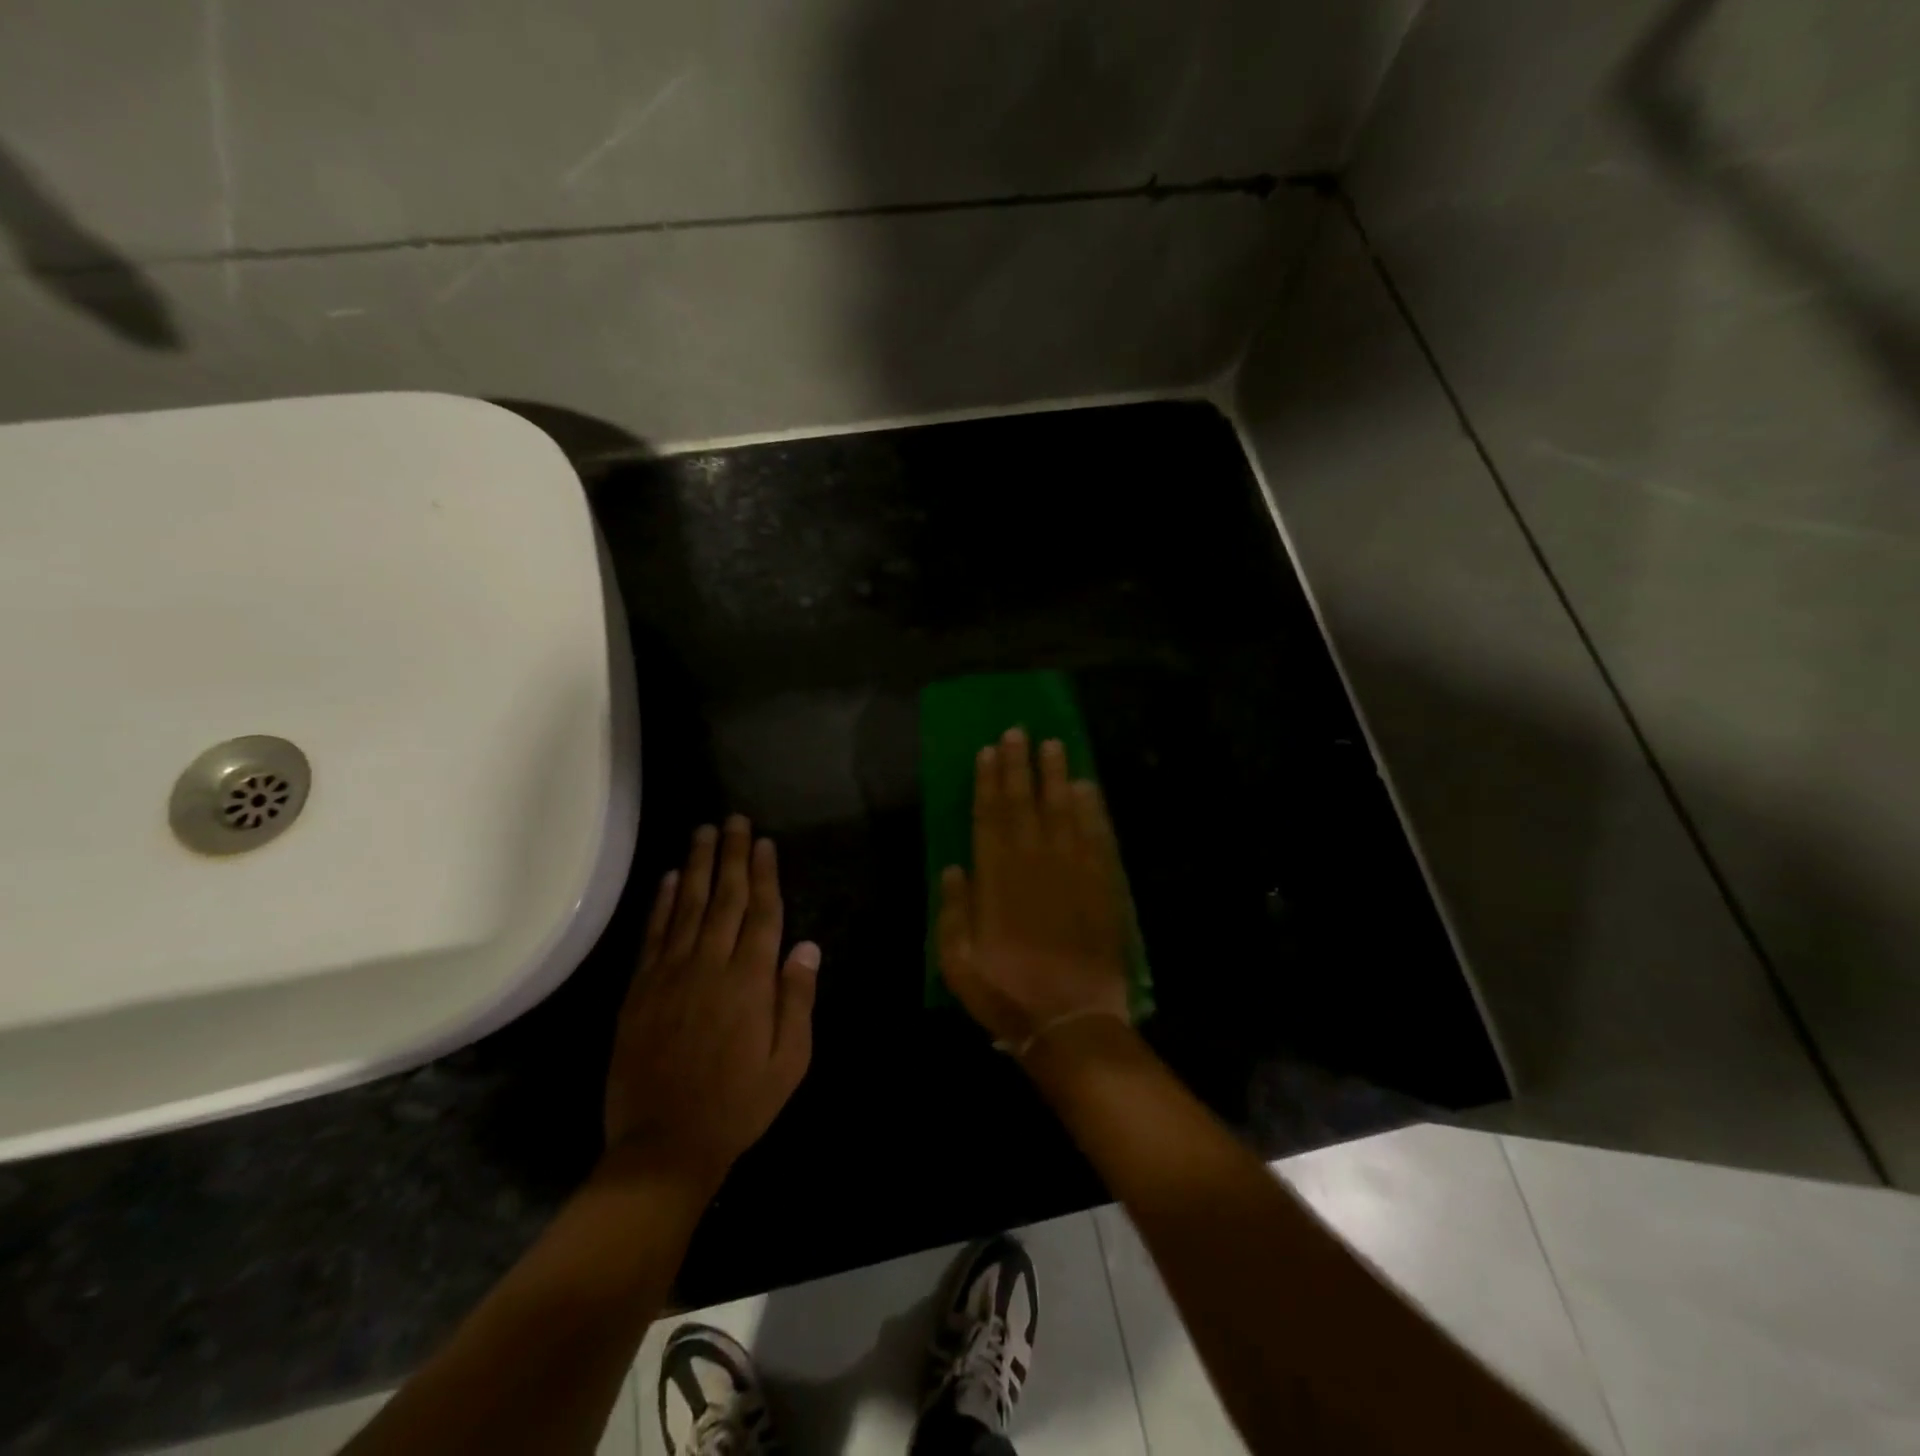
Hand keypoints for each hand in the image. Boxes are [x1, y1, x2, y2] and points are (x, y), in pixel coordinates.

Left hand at [603, 817, 820, 1191]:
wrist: (665, 1144)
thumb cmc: (740, 1104)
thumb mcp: (790, 1060)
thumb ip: (797, 999)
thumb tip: (807, 946)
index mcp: (751, 981)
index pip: (762, 913)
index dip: (764, 874)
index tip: (763, 843)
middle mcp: (711, 966)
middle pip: (726, 898)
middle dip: (731, 856)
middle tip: (733, 820)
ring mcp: (671, 975)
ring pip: (688, 907)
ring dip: (697, 866)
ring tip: (703, 832)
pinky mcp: (640, 990)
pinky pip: (654, 935)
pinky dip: (662, 903)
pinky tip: (669, 878)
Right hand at [937, 728, 1131, 1050]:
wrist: (1072, 1021)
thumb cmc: (1008, 994)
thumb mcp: (958, 964)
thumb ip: (954, 912)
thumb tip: (954, 867)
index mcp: (997, 881)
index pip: (990, 817)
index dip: (988, 781)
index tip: (989, 751)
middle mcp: (1034, 865)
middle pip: (1025, 804)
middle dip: (1020, 766)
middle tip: (1020, 732)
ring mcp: (1072, 872)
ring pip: (1063, 812)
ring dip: (1056, 776)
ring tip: (1054, 745)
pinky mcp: (1102, 886)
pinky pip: (1097, 837)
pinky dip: (1092, 810)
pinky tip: (1088, 788)